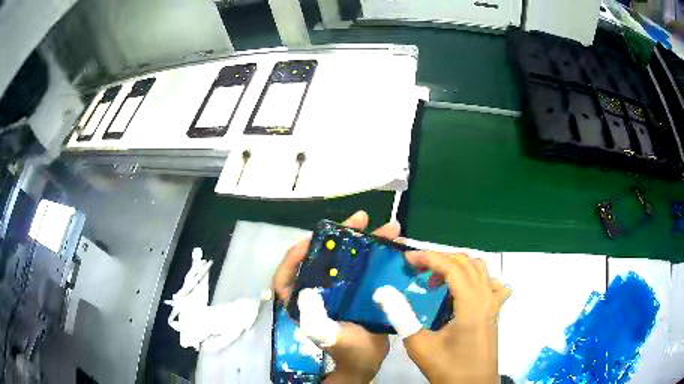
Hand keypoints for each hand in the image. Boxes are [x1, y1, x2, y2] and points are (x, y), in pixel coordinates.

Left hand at [272, 211, 400, 383]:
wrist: (368, 362)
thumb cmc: (346, 352)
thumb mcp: (328, 337)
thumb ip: (315, 319)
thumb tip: (307, 289)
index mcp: (304, 301)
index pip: (288, 275)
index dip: (295, 256)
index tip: (313, 240)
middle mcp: (320, 291)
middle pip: (325, 259)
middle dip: (342, 237)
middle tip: (362, 219)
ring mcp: (341, 290)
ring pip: (350, 259)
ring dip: (369, 242)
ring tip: (391, 228)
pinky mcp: (360, 292)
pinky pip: (367, 269)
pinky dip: (381, 257)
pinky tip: (398, 247)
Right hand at [374, 251, 509, 383]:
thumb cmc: (448, 368)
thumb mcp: (420, 346)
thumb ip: (402, 316)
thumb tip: (383, 292)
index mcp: (471, 304)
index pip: (452, 267)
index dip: (428, 257)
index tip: (406, 260)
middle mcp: (486, 298)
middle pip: (466, 262)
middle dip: (440, 259)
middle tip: (417, 270)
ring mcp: (494, 304)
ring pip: (480, 269)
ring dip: (457, 266)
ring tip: (437, 280)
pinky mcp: (495, 312)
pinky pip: (491, 284)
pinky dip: (476, 278)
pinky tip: (464, 290)